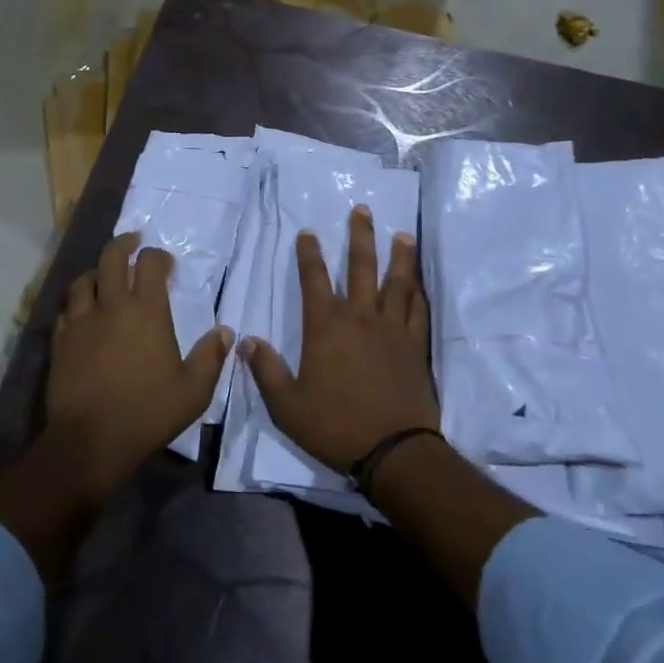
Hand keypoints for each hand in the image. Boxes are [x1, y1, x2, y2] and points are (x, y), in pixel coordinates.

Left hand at [46, 232, 231, 494]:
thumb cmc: (147, 413)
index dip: (158, 256)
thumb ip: (211, 357)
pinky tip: (83, 311)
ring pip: (84, 279)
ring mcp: (82, 321)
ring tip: (105, 275)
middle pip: (112, 257)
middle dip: (124, 243)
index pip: (150, 264)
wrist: (91, 440)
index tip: (165, 262)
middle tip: (133, 242)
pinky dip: (77, 302)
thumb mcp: (193, 391)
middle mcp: (112, 306)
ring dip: (97, 271)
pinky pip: (67, 309)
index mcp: (147, 311)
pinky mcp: (61, 340)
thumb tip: (226, 332)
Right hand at [240, 206, 438, 473]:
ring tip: (402, 235)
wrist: (395, 451)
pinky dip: (417, 294)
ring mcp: (392, 330)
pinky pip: (418, 311)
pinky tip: (418, 284)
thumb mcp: (287, 406)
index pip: (314, 279)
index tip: (308, 232)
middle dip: (360, 236)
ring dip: (399, 256)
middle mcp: (360, 318)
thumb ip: (266, 371)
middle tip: (362, 210)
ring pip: (396, 282)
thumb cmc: (335, 426)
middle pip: (361, 267)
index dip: (309, 254)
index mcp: (326, 327)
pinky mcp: (415, 346)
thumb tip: (245, 341)